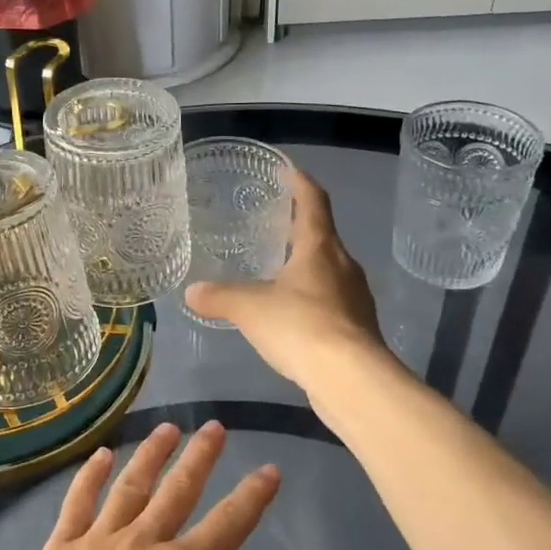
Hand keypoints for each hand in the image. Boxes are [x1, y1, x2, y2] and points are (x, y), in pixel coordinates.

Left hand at [0, 421, 320, 549]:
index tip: (270, 469)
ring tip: (168, 428)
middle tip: (215, 426)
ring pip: (130, 487)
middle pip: (177, 492)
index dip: (252, 498)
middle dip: (200, 458)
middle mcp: (139, 546)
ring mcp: (93, 544)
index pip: (226, 527)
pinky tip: (101, 456)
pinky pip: (76, 503)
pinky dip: (90, 476)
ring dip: (151, 455)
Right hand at [184, 168, 386, 390]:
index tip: (287, 170)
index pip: (313, 202)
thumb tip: (192, 293)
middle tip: (275, 223)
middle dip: (300, 227)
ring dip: (307, 265)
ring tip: (280, 270)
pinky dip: (312, 299)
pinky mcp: (358, 328)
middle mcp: (343, 265)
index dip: (300, 183)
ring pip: (329, 271)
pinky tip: (293, 315)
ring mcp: (355, 298)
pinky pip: (332, 302)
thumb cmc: (301, 326)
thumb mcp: (249, 308)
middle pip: (323, 236)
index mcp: (320, 248)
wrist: (351, 379)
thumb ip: (220, 297)